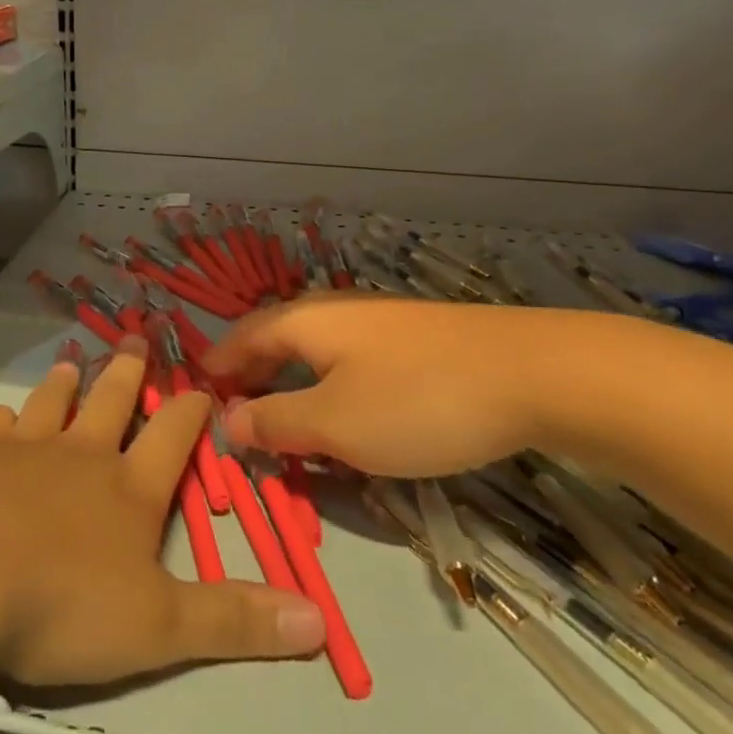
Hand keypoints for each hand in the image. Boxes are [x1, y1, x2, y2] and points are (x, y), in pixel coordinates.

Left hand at [0, 339, 323, 684]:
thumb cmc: (63, 602)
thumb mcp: (159, 626)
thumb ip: (233, 621)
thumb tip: (319, 619)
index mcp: (128, 490)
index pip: (172, 438)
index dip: (191, 411)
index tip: (202, 385)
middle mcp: (79, 457)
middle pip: (110, 402)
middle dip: (127, 372)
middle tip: (134, 336)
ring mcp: (21, 450)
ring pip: (50, 404)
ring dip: (64, 384)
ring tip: (72, 362)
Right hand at [205, 296, 625, 477]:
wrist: (536, 373)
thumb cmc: (418, 400)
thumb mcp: (335, 423)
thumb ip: (276, 422)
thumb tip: (228, 419)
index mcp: (304, 322)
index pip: (241, 338)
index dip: (217, 366)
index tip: (196, 394)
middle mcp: (335, 311)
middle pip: (276, 338)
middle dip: (252, 374)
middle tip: (237, 413)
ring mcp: (379, 321)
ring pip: (315, 349)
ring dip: (290, 381)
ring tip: (285, 417)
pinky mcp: (416, 339)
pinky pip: (350, 359)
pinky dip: (328, 383)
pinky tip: (346, 409)